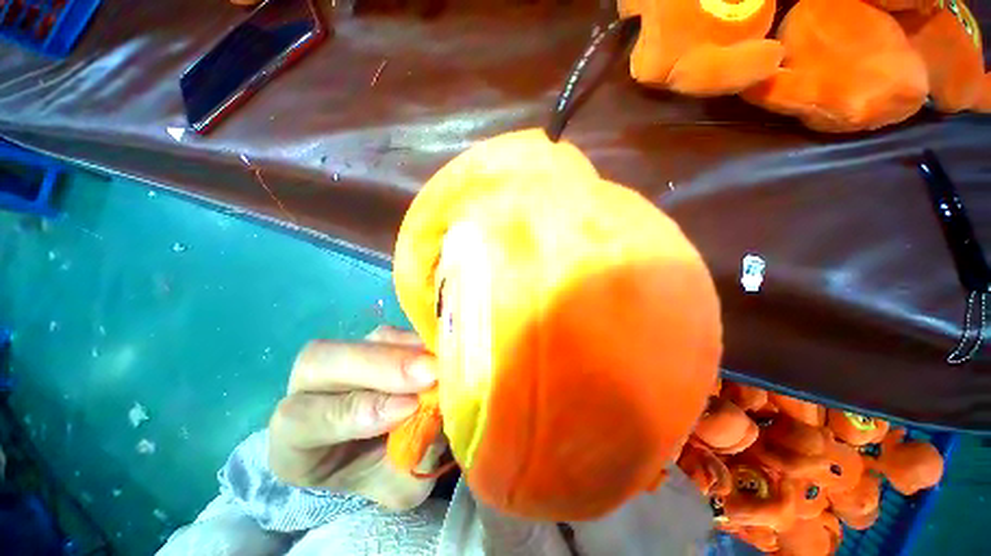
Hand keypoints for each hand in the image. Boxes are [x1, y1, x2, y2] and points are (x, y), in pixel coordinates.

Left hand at [268, 326, 443, 509]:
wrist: (393, 455)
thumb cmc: (386, 475)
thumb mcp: (400, 483)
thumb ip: (415, 454)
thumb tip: (438, 412)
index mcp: (295, 443)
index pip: (304, 419)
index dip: (357, 410)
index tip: (409, 407)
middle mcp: (309, 392)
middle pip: (319, 363)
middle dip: (379, 366)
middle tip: (429, 372)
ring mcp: (342, 362)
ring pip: (358, 341)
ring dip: (402, 351)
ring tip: (437, 363)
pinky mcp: (372, 344)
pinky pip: (388, 334)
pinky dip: (414, 342)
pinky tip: (436, 354)